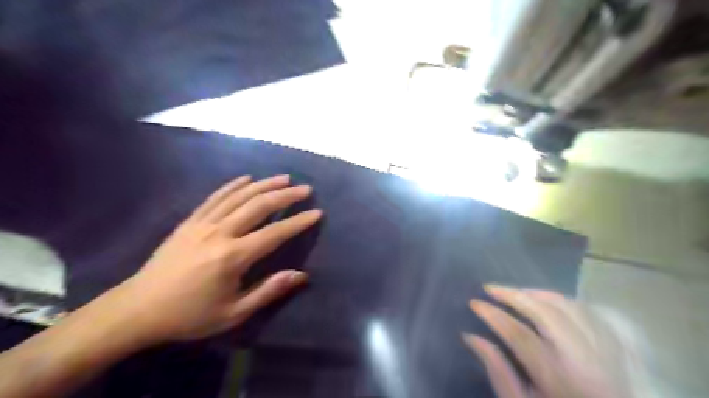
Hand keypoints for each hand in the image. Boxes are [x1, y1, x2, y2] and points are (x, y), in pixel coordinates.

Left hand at [100, 175, 321, 344]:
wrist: (138, 309)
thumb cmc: (190, 315)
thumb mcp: (233, 312)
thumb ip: (268, 290)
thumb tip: (301, 275)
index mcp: (233, 257)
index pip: (275, 233)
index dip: (298, 221)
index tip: (316, 212)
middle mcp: (220, 233)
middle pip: (259, 206)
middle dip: (285, 195)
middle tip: (305, 189)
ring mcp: (203, 223)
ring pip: (239, 196)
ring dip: (264, 184)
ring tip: (284, 178)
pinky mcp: (190, 221)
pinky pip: (215, 197)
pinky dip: (233, 186)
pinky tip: (247, 179)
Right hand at [466, 285, 630, 396]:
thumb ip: (498, 372)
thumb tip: (471, 337)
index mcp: (558, 379)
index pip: (518, 334)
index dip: (493, 314)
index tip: (474, 302)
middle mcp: (586, 361)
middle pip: (546, 313)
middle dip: (514, 295)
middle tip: (490, 288)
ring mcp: (607, 353)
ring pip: (569, 307)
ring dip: (538, 294)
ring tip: (515, 292)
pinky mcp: (618, 350)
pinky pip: (590, 313)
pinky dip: (564, 302)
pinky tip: (547, 301)